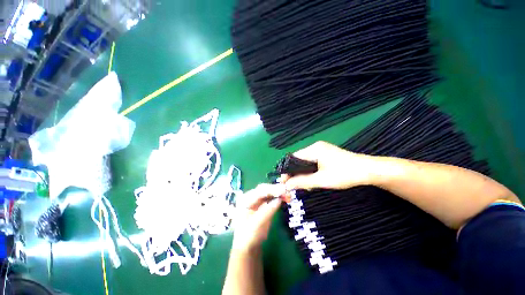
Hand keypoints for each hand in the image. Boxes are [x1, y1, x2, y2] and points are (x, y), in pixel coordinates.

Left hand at [232, 184, 284, 251]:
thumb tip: (279, 200)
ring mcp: (256, 200)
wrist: (247, 246)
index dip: (272, 189)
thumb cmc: (248, 236)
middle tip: (288, 192)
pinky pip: (271, 197)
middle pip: (264, 189)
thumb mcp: (257, 224)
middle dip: (276, 189)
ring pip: (269, 192)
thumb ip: (267, 211)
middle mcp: (250, 196)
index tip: (284, 190)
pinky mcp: (262, 204)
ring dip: (278, 193)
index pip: (260, 191)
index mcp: (245, 199)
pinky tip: (284, 198)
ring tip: (288, 196)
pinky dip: (278, 197)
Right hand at [282, 141, 374, 190]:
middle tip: (294, 186)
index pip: (293, 158)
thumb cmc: (345, 174)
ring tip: (304, 186)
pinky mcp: (326, 154)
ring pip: (306, 162)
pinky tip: (312, 180)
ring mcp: (321, 150)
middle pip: (299, 160)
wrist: (369, 170)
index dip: (287, 170)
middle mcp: (315, 147)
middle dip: (295, 173)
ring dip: (303, 173)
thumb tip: (286, 185)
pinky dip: (310, 171)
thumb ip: (302, 182)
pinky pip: (312, 162)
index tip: (284, 182)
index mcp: (313, 149)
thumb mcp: (321, 180)